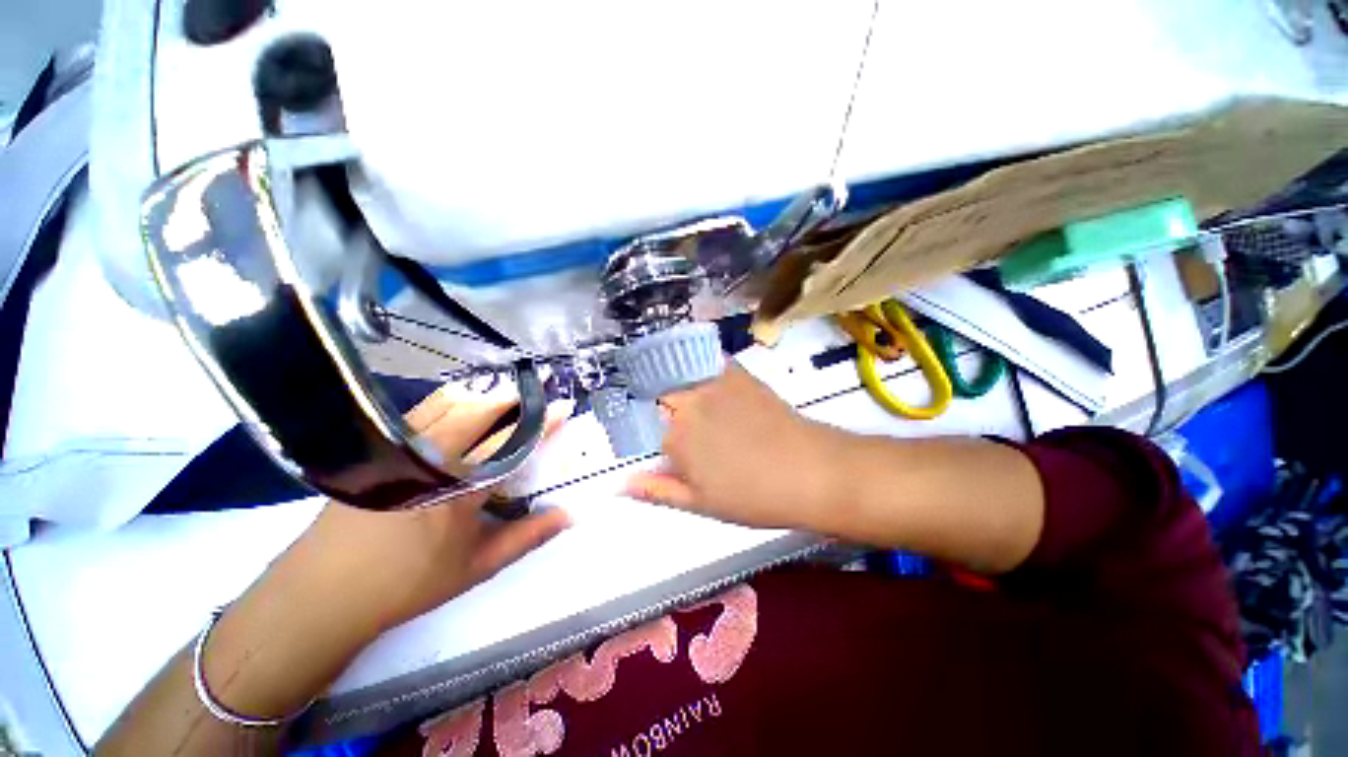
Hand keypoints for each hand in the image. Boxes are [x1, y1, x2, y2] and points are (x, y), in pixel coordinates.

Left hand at [281, 388, 574, 637]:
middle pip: (479, 411)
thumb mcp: (477, 566)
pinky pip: (420, 412)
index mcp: (461, 487)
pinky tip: (458, 408)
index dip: (542, 422)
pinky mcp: (378, 450)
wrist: (322, 593)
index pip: (511, 442)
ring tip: (503, 398)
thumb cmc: (408, 583)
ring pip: (448, 405)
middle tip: (535, 398)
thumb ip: (528, 536)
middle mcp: (431, 459)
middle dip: (512, 399)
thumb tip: (570, 514)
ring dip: (481, 396)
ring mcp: (400, 450)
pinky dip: (449, 402)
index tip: (563, 406)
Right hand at [625, 362, 843, 530]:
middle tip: (683, 422)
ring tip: (689, 396)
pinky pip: (708, 360)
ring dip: (676, 381)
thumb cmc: (754, 496)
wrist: (810, 472)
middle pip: (660, 395)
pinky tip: (707, 373)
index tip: (665, 441)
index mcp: (675, 438)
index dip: (654, 433)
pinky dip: (699, 361)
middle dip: (663, 406)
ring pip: (678, 374)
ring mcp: (713, 384)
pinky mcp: (737, 373)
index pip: (648, 428)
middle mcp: (688, 405)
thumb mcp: (701, 503)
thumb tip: (622, 483)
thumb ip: (658, 490)